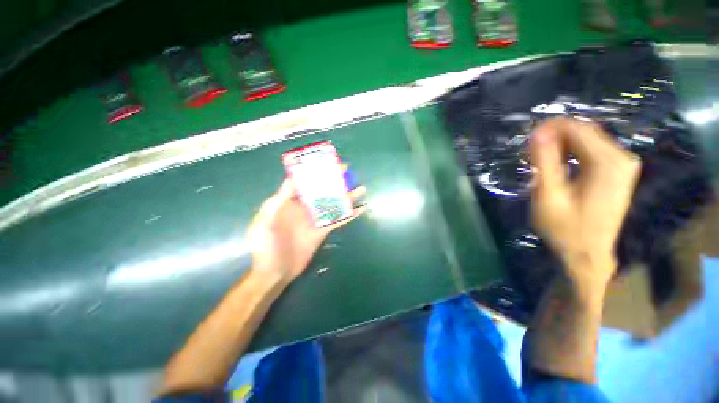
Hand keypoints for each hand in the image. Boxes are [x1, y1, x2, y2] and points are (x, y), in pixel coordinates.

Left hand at [247, 177, 365, 282]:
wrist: (275, 272)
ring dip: (346, 197)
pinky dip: (349, 215)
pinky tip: (360, 209)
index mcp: (289, 202)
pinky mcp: (322, 231)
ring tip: (360, 189)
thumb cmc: (266, 247)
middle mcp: (304, 207)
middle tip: (349, 172)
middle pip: (322, 190)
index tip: (326, 163)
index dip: (314, 171)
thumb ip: (277, 202)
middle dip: (334, 181)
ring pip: (333, 204)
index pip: (303, 181)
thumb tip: (291, 180)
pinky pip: (338, 220)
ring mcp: (315, 219)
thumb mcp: (266, 223)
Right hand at [529, 118, 641, 285]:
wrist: (588, 254)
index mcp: (608, 162)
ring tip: (537, 160)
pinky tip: (555, 165)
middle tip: (528, 154)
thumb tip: (538, 132)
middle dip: (553, 137)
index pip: (578, 128)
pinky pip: (591, 150)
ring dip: (560, 145)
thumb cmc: (566, 229)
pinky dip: (570, 152)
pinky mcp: (617, 171)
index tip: (525, 140)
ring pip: (587, 139)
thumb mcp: (549, 195)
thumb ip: (545, 162)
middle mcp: (622, 158)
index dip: (549, 128)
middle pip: (584, 131)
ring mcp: (622, 164)